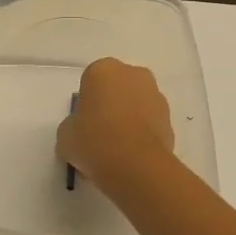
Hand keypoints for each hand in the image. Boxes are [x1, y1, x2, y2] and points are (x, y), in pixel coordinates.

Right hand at [57, 57, 176, 190]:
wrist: (134, 164)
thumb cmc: (93, 140)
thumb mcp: (65, 135)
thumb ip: (72, 126)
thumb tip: (80, 132)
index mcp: (103, 70)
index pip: (90, 82)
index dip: (86, 104)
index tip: (83, 125)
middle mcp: (133, 74)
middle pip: (117, 89)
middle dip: (111, 107)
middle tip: (99, 135)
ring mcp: (156, 95)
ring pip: (137, 105)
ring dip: (129, 120)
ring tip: (117, 151)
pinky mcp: (170, 119)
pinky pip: (150, 124)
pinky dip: (142, 135)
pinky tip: (132, 157)